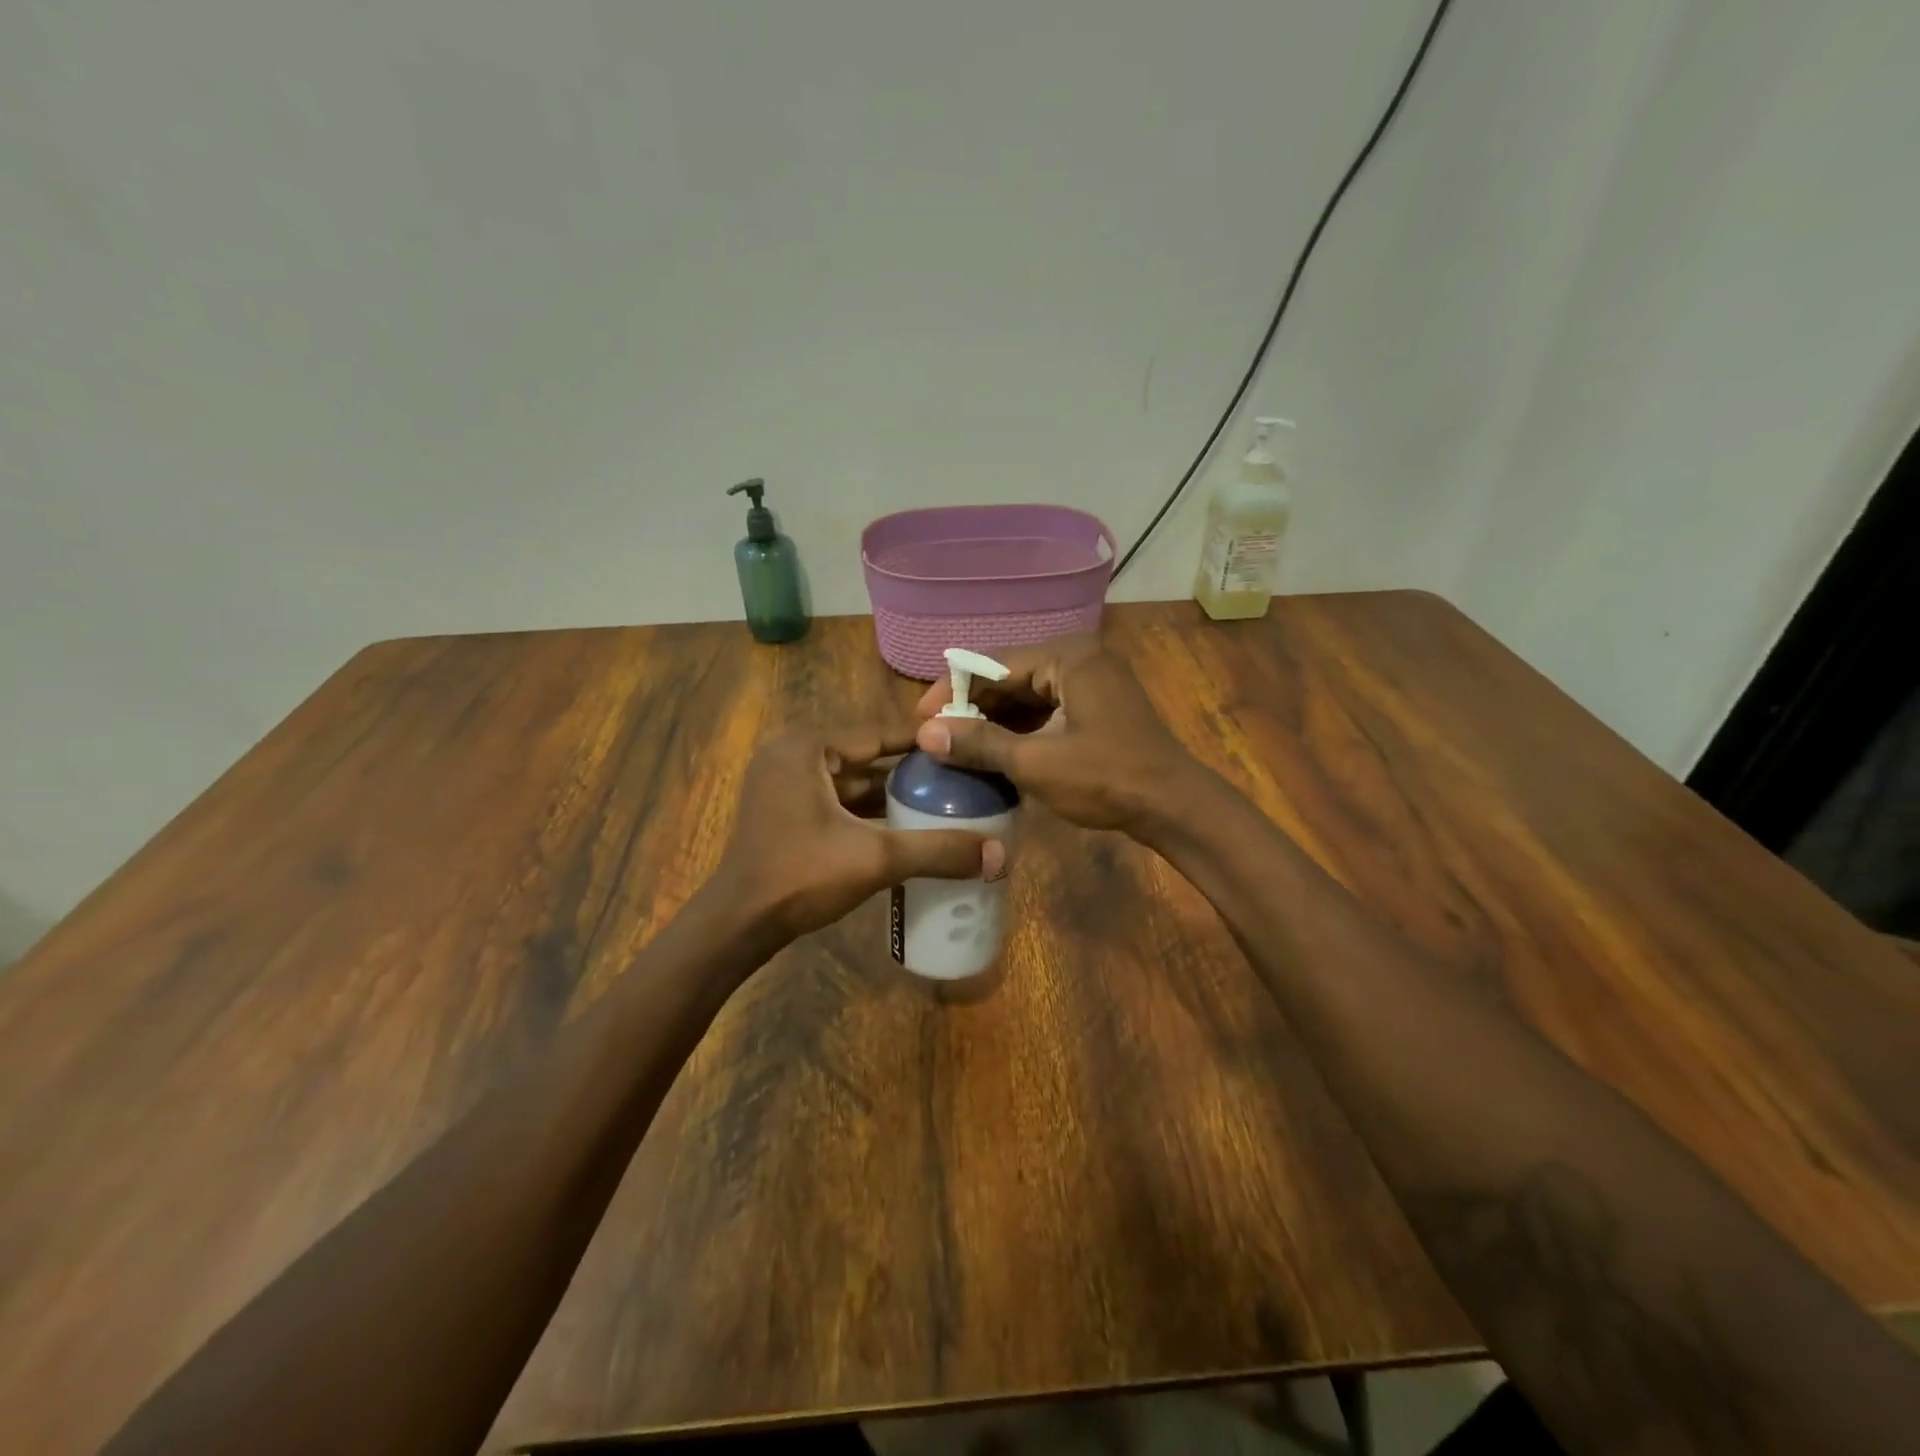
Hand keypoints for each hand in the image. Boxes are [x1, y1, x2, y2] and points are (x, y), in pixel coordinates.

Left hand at [714, 724, 1006, 942]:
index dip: (925, 743)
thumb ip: (937, 850)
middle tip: (962, 778)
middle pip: (867, 756)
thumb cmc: (800, 876)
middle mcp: (793, 754)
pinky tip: (906, 825)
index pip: (879, 733)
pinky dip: (869, 811)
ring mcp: (785, 782)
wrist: (738, 925)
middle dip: (912, 771)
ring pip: (853, 780)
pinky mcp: (785, 809)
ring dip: (892, 793)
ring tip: (945, 801)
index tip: (968, 748)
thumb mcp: (876, 859)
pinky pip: (837, 800)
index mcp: (807, 746)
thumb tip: (1000, 855)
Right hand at [912, 637, 1203, 834]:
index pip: (993, 663)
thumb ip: (980, 743)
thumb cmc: (1107, 778)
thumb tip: (924, 734)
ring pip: (1026, 694)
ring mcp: (1091, 681)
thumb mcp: (1036, 762)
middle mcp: (1079, 657)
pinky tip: (993, 750)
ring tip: (955, 745)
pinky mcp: (1096, 705)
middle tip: (934, 735)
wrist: (1174, 806)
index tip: (920, 718)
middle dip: (971, 706)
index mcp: (1068, 655)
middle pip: (1009, 675)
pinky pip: (1046, 708)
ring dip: (992, 719)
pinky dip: (1018, 727)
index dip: (952, 691)